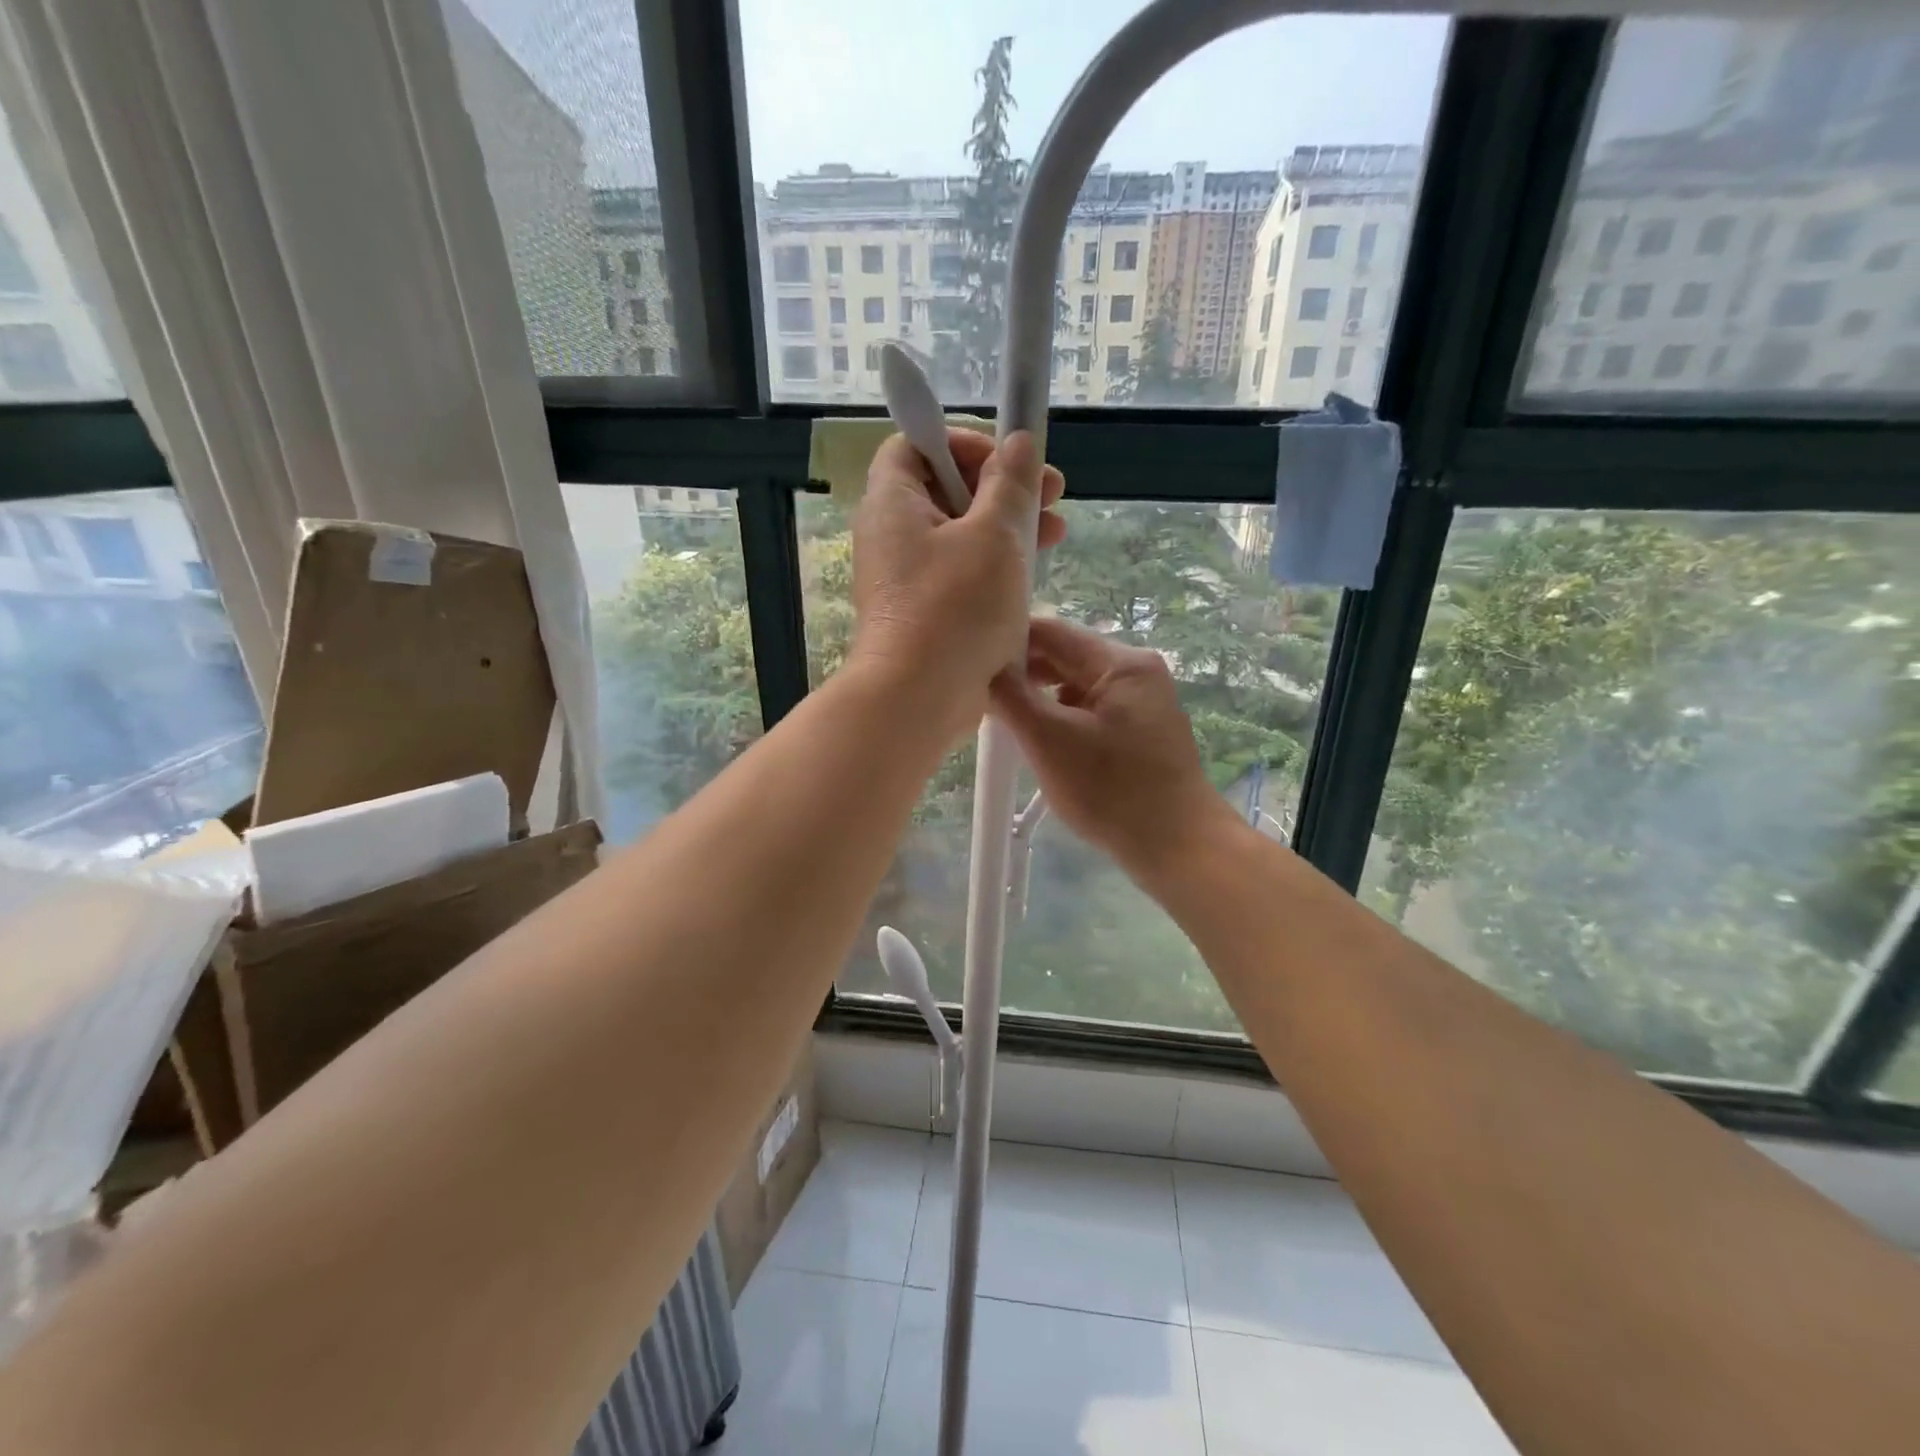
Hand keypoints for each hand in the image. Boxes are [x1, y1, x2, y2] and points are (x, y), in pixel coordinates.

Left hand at [850, 428, 1064, 737]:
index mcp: (893, 501)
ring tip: (1055, 534)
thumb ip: (1010, 484)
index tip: (1010, 460)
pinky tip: (1030, 576)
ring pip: (959, 534)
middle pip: (945, 488)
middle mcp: (891, 534)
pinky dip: (993, 566)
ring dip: (1007, 527)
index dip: (965, 441)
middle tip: (1052, 495)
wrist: (918, 698)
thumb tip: (1019, 443)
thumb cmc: (955, 608)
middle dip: (1003, 487)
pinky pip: (958, 573)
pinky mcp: (922, 612)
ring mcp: (904, 577)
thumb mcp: (994, 536)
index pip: (917, 443)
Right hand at [991, 616, 1233, 881]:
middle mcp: (1137, 671)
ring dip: (1041, 698)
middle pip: (1065, 656)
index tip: (972, 663)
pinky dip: (1063, 718)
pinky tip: (1042, 741)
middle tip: (982, 697)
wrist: (1178, 846)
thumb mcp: (1049, 740)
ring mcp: (1143, 700)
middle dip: (1023, 674)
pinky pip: (1092, 709)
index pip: (1051, 631)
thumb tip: (986, 669)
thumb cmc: (1112, 790)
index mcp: (1121, 662)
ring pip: (1076, 684)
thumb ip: (1012, 697)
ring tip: (1007, 721)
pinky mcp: (1142, 728)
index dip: (1008, 642)